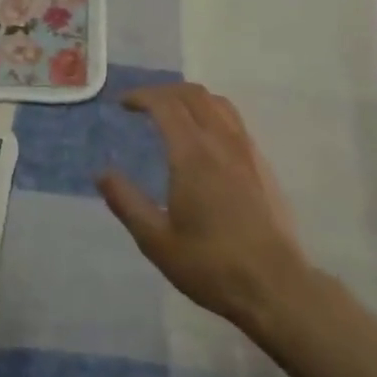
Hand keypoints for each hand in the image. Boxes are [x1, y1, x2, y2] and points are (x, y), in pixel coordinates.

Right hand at [97, 83, 310, 330]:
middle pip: (193, 94)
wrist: (274, 285)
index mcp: (193, 155)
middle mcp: (222, 142)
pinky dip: (211, 113)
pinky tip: (203, 140)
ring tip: (171, 114)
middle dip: (164, 91)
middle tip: (142, 106)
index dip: (141, 96)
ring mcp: (247, 151)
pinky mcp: (262, 165)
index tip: (122, 104)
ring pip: (218, 103)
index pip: (166, 104)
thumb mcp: (156, 240)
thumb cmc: (210, 265)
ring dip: (190, 99)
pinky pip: (234, 121)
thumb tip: (102, 173)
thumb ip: (126, 202)